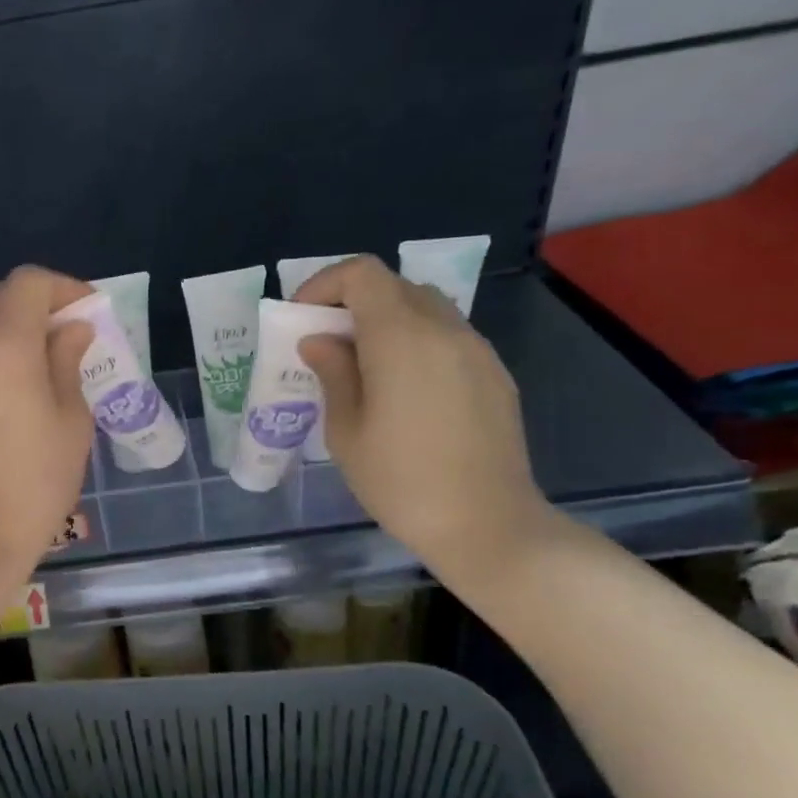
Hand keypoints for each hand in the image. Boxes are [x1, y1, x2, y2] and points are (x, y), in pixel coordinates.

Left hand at [0, 266, 96, 584]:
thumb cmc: (35, 482)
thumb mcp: (71, 421)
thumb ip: (67, 362)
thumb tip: (71, 331)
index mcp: (3, 345)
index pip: (28, 282)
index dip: (65, 288)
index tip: (90, 314)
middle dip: (39, 304)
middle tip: (72, 335)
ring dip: (15, 329)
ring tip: (48, 363)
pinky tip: (18, 390)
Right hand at [294, 255, 554, 576]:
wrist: (486, 524)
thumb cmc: (401, 482)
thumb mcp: (346, 432)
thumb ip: (333, 373)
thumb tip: (320, 341)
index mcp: (401, 337)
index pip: (362, 274)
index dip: (325, 284)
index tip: (303, 317)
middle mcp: (444, 329)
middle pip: (394, 286)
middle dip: (353, 303)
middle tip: (328, 343)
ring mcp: (476, 349)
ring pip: (425, 308)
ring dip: (388, 321)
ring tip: (365, 367)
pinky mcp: (494, 374)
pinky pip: (448, 337)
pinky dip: (417, 343)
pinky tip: (405, 390)